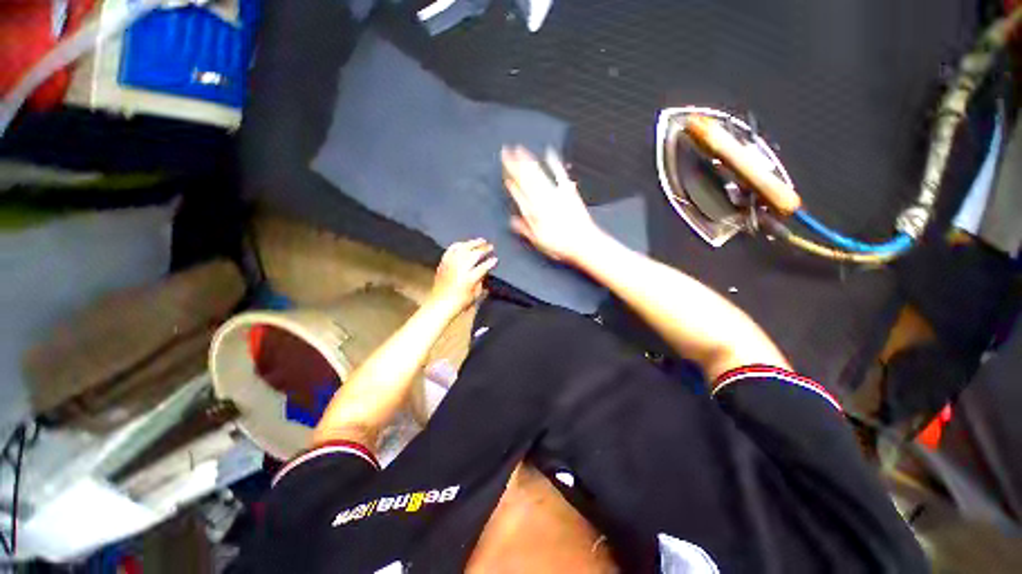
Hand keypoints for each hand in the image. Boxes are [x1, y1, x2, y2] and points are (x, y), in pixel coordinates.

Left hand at [430, 239, 497, 313]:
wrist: (440, 304)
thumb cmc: (460, 302)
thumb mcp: (475, 294)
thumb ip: (481, 280)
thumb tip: (484, 271)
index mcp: (469, 278)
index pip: (483, 266)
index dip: (491, 262)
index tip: (496, 259)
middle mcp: (460, 268)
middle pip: (474, 254)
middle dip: (483, 249)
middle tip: (490, 246)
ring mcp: (450, 264)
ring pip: (463, 248)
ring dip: (472, 243)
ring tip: (480, 241)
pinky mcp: (443, 263)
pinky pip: (451, 249)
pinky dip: (459, 245)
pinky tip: (464, 244)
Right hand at [501, 146, 604, 262]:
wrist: (583, 242)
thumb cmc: (561, 244)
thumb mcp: (538, 241)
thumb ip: (525, 229)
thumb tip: (512, 221)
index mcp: (534, 212)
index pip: (518, 193)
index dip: (510, 181)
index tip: (504, 171)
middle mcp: (543, 200)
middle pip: (526, 179)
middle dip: (515, 164)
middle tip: (506, 151)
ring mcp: (556, 194)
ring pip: (539, 174)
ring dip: (528, 160)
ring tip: (520, 149)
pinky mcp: (569, 192)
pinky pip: (560, 174)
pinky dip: (554, 162)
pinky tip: (549, 153)